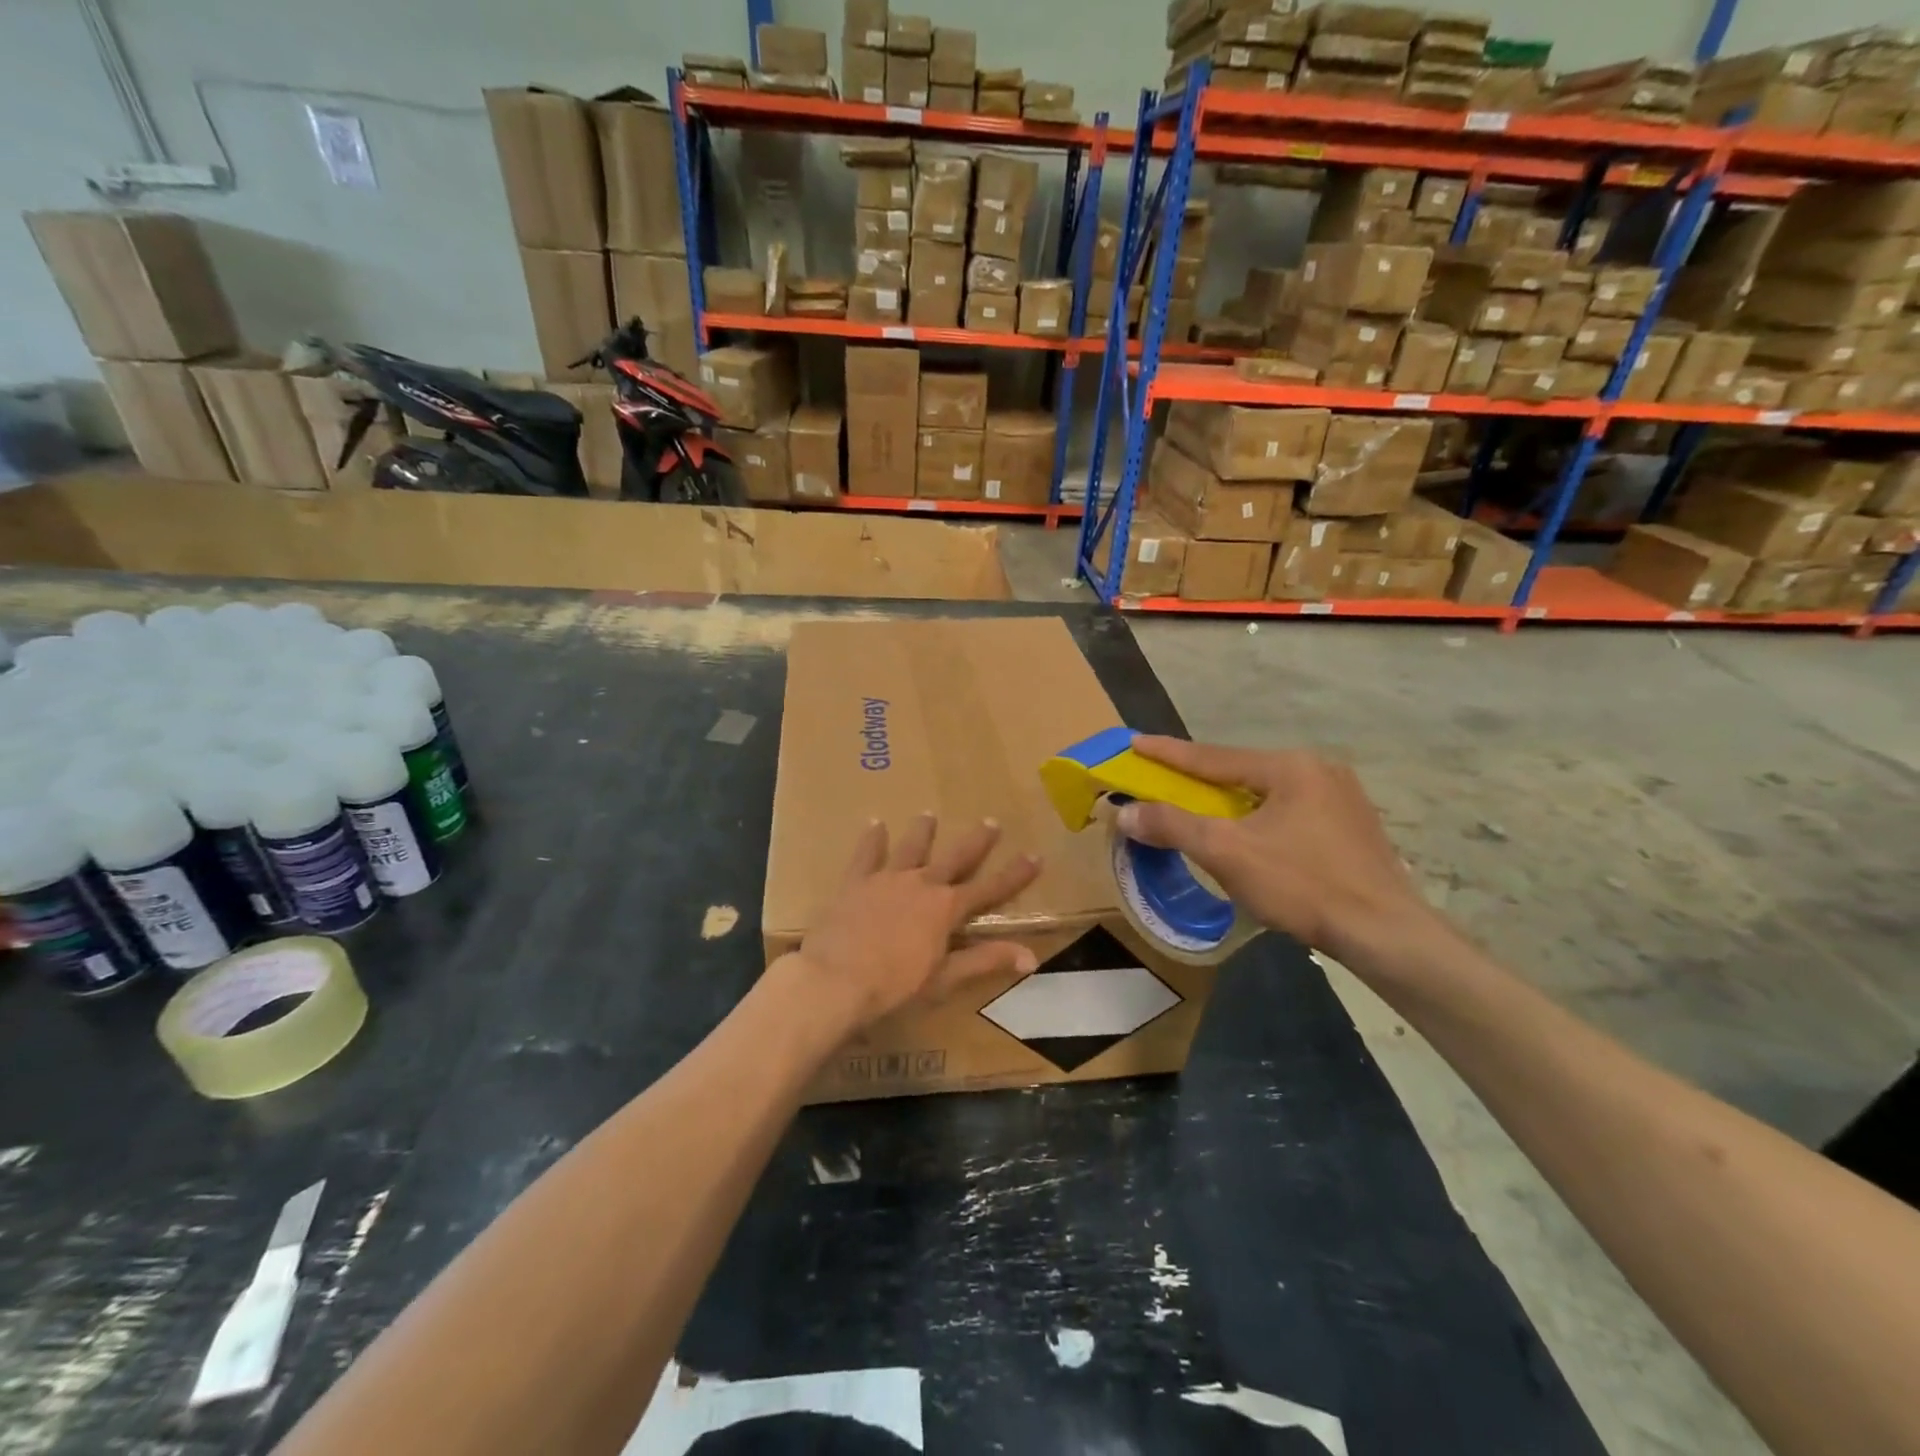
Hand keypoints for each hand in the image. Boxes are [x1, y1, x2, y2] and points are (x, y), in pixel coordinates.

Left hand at [788, 816, 1042, 1031]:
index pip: (990, 889)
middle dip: (976, 842)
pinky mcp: (856, 882)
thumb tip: (1031, 956)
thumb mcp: (945, 979)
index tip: (1035, 856)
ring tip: (930, 814)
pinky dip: (872, 839)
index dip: (1015, 874)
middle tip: (991, 821)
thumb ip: (986, 962)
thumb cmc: (894, 986)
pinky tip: (874, 823)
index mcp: (947, 909)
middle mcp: (922, 884)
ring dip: (923, 832)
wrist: (835, 979)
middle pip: (955, 858)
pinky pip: (866, 855)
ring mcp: (887, 879)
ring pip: (911, 848)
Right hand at [1116, 737, 1434, 960]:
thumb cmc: (1302, 885)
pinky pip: (1291, 812)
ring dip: (1230, 802)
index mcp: (1289, 766)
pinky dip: (1260, 819)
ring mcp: (1343, 798)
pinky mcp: (1353, 827)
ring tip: (1203, 811)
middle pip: (1241, 773)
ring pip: (1267, 794)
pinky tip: (1252, 838)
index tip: (1134, 742)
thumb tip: (1124, 812)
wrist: (1385, 934)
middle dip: (1200, 780)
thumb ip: (1172, 825)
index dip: (1168, 752)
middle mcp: (1319, 770)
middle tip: (1164, 781)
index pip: (1212, 757)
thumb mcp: (1226, 852)